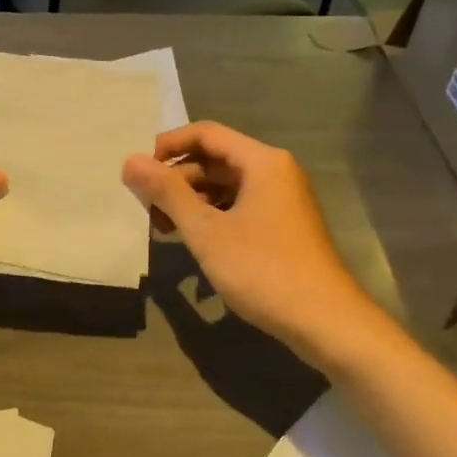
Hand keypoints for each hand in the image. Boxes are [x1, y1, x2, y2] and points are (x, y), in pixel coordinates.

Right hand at [123, 123, 384, 359]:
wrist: (326, 322)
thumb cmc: (262, 270)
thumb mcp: (206, 230)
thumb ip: (167, 192)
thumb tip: (130, 160)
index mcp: (262, 162)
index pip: (206, 134)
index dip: (168, 146)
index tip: (138, 170)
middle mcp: (275, 172)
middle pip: (215, 159)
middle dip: (176, 179)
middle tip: (145, 206)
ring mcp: (282, 200)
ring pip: (225, 186)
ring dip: (191, 200)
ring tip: (162, 227)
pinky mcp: (282, 226)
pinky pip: (239, 206)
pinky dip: (211, 216)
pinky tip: (191, 240)